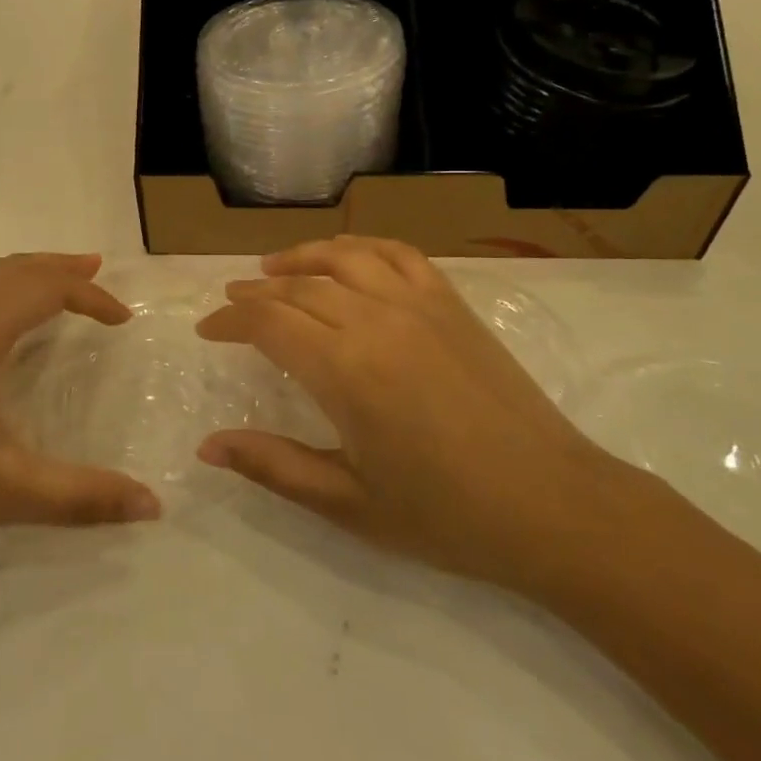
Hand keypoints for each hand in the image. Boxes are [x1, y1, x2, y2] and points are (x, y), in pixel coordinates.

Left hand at [0, 253, 161, 572]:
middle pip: (9, 269)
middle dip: (54, 268)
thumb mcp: (5, 489)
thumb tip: (151, 506)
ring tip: (35, 282)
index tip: (122, 320)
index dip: (90, 298)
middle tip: (91, 271)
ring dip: (11, 272)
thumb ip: (82, 497)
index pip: (46, 289)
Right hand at [196, 236, 625, 593]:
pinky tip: (346, 257)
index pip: (268, 323)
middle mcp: (376, 321)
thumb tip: (208, 446)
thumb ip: (273, 465)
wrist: (553, 506)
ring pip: (344, 257)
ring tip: (273, 268)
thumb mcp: (348, 503)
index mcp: (345, 370)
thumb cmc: (446, 515)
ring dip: (301, 257)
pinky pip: (398, 254)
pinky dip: (361, 246)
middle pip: (299, 287)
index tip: (206, 329)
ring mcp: (419, 305)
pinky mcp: (452, 304)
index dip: (230, 321)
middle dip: (255, 292)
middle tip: (231, 302)